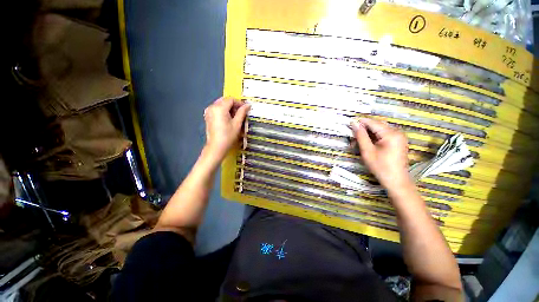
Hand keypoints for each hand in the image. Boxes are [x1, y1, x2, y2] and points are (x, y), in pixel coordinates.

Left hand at [203, 97, 249, 161]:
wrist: (216, 147)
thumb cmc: (228, 136)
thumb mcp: (237, 124)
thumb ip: (242, 112)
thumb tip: (248, 105)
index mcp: (219, 108)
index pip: (231, 100)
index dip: (239, 103)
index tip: (246, 109)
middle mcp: (212, 107)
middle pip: (225, 100)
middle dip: (234, 105)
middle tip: (241, 113)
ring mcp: (208, 112)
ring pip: (220, 104)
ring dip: (229, 108)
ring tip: (236, 117)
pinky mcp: (208, 116)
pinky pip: (217, 109)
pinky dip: (223, 111)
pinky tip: (228, 119)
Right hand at [350, 118, 411, 190]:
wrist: (396, 180)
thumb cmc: (380, 166)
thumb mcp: (367, 151)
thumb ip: (361, 136)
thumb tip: (354, 123)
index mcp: (391, 134)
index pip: (373, 123)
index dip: (360, 122)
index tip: (349, 124)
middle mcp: (397, 132)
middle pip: (376, 126)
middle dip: (363, 130)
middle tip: (353, 137)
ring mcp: (399, 137)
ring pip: (379, 131)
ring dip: (367, 135)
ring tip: (358, 143)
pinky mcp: (398, 141)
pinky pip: (383, 135)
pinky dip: (374, 138)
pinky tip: (367, 144)